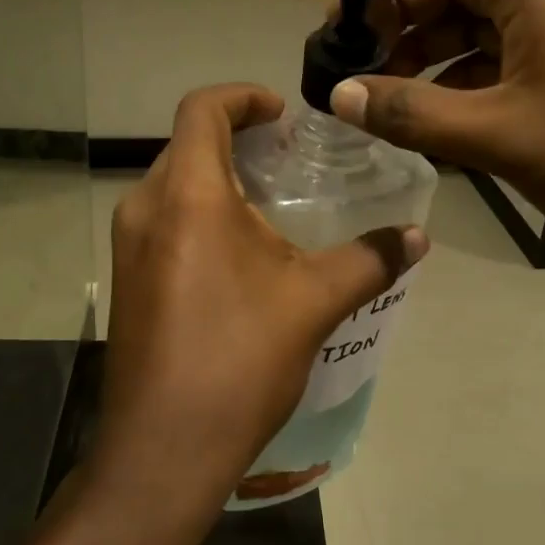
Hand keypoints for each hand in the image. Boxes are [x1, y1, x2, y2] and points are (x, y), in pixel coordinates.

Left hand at [94, 84, 427, 516]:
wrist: (164, 448)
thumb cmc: (239, 360)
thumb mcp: (314, 302)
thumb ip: (370, 259)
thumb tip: (417, 237)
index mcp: (187, 195)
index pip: (203, 108)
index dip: (244, 97)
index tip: (283, 115)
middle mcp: (145, 207)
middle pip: (187, 144)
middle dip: (236, 139)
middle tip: (286, 160)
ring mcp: (128, 245)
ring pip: (173, 184)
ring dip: (216, 179)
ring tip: (269, 206)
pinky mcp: (126, 278)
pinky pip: (163, 221)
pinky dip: (199, 214)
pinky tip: (239, 254)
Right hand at [329, 0, 544, 282]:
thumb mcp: (502, 137)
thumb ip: (413, 114)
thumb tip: (337, 94)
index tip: (346, 27)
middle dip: (399, 25)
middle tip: (354, 72)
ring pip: (475, 33)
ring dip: (426, 61)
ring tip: (382, 105)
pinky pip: (499, 69)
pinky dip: (459, 89)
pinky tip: (432, 128)